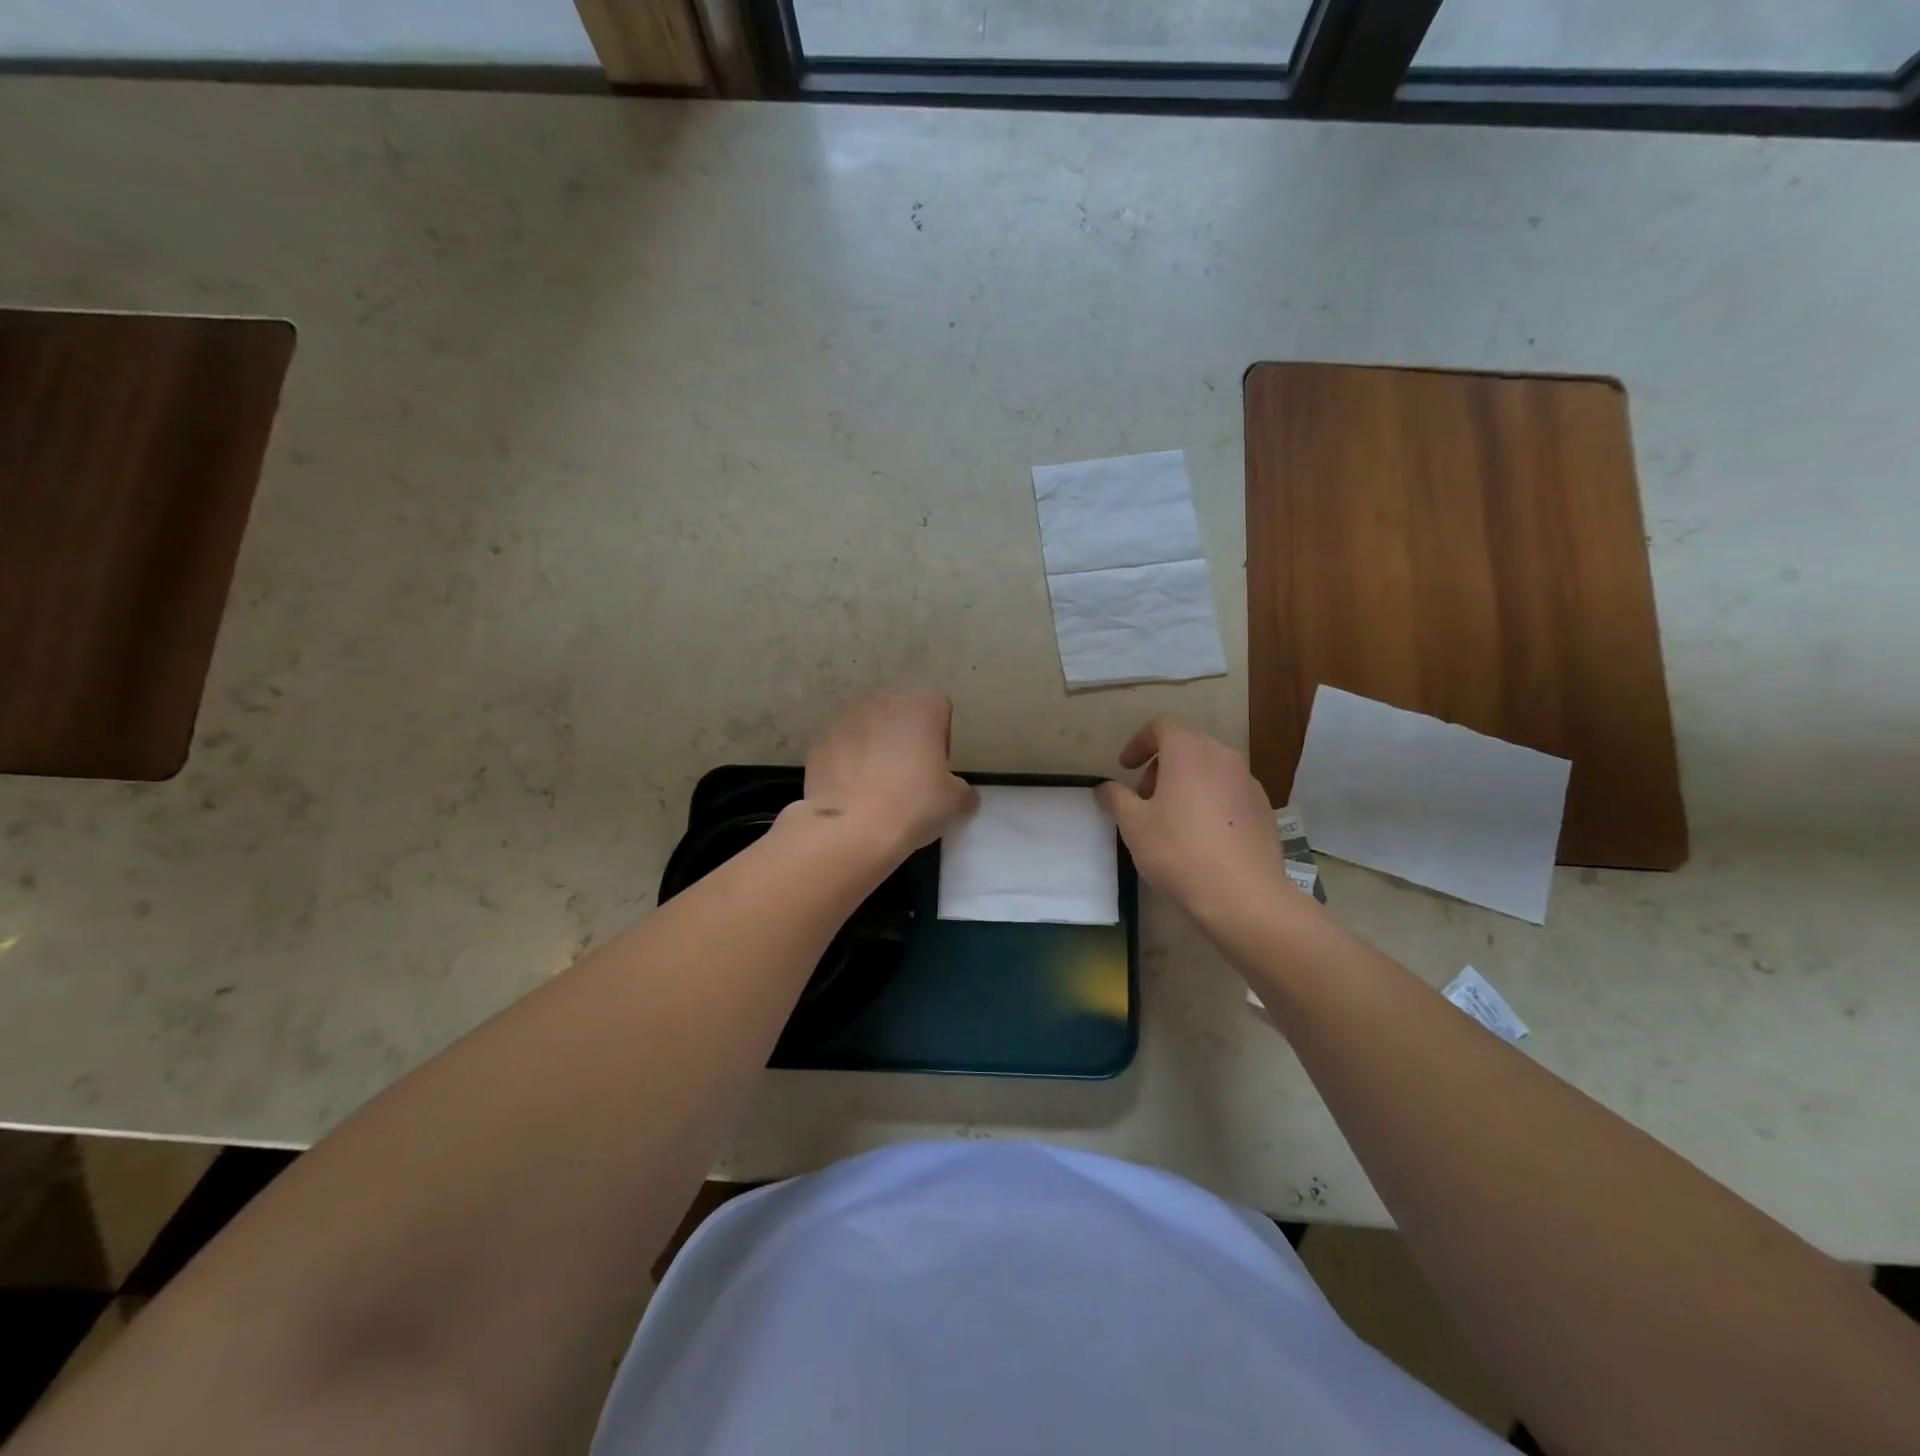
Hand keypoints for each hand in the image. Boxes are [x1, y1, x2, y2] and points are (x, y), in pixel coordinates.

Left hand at [801, 692, 977, 857]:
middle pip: (900, 715)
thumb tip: (963, 795)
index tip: (936, 769)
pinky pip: (841, 748)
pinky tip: (850, 793)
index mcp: (921, 708)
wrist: (852, 829)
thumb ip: (963, 791)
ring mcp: (846, 720)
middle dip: (904, 739)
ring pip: (868, 729)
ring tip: (874, 788)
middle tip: (907, 778)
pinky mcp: (819, 742)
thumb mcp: (954, 802)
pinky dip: (846, 763)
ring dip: (873, 748)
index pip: (939, 710)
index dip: (941, 738)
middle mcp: (883, 703)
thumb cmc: (913, 806)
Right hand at [1096, 718, 1293, 929]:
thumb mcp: (1134, 825)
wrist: (1244, 896)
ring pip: (1210, 769)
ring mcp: (1248, 782)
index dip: (1138, 743)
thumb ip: (1116, 799)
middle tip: (1144, 798)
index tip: (1125, 768)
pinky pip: (1229, 792)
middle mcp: (1222, 757)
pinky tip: (1202, 837)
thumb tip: (1105, 788)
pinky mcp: (1264, 809)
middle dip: (1161, 766)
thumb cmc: (1179, 852)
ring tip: (1172, 819)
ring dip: (1186, 783)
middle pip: (1186, 746)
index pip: (1161, 726)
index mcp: (1188, 751)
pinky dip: (1210, 801)